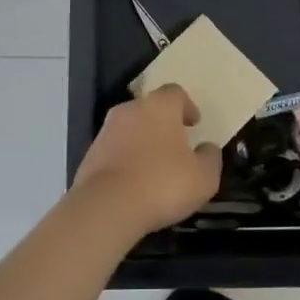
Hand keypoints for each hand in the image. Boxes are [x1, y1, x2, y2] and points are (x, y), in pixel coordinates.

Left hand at [71, 84, 222, 236]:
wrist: (106, 206)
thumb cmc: (162, 184)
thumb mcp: (203, 177)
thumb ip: (210, 158)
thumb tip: (207, 148)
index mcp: (159, 106)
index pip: (175, 93)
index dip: (187, 107)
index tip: (194, 124)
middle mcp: (130, 110)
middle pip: (150, 109)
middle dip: (163, 124)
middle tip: (176, 145)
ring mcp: (106, 131)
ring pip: (130, 129)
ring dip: (142, 142)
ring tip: (154, 168)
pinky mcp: (90, 155)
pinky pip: (114, 151)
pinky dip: (125, 160)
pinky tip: (134, 184)